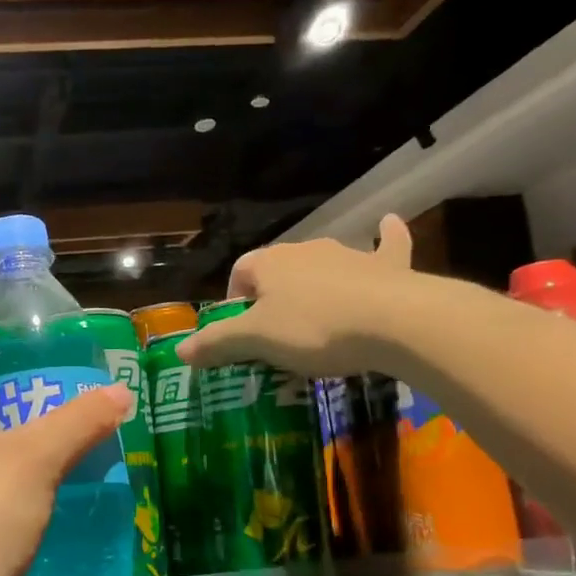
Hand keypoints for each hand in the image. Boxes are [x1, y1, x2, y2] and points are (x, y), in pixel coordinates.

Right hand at [180, 213, 417, 377]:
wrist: (395, 321)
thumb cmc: (314, 329)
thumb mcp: (257, 341)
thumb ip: (217, 343)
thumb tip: (180, 350)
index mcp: (270, 263)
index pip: (240, 272)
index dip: (234, 300)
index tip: (241, 332)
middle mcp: (305, 250)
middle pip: (279, 270)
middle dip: (273, 297)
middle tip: (277, 335)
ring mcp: (348, 254)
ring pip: (322, 265)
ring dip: (315, 283)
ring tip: (317, 318)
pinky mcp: (386, 265)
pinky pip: (385, 244)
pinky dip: (386, 237)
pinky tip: (389, 224)